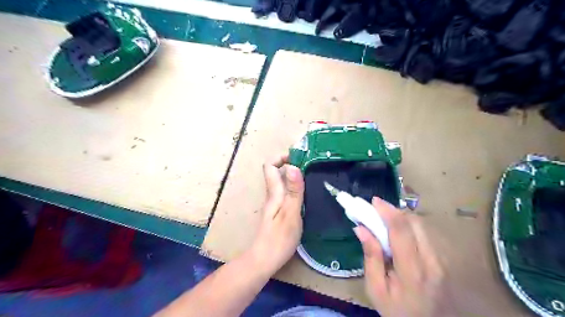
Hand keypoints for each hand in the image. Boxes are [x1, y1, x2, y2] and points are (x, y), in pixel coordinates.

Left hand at [250, 154, 306, 275]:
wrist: (264, 260)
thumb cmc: (279, 238)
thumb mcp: (290, 213)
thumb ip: (293, 191)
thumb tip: (293, 166)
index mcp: (273, 192)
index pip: (269, 165)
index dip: (281, 157)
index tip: (299, 157)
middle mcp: (272, 195)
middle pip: (276, 172)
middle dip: (292, 164)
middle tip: (312, 166)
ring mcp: (274, 204)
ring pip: (282, 182)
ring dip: (295, 176)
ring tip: (313, 177)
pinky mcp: (278, 212)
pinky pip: (286, 193)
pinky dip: (296, 188)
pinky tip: (308, 195)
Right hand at [354, 198, 455, 316]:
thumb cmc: (397, 311)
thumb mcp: (375, 289)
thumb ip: (370, 257)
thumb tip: (361, 228)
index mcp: (412, 271)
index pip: (401, 231)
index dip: (387, 211)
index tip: (374, 201)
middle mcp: (431, 262)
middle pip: (415, 223)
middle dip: (394, 212)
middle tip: (377, 212)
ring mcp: (441, 260)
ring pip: (422, 226)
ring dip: (402, 218)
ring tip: (386, 222)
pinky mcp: (444, 260)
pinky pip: (425, 234)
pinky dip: (410, 227)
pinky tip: (399, 234)